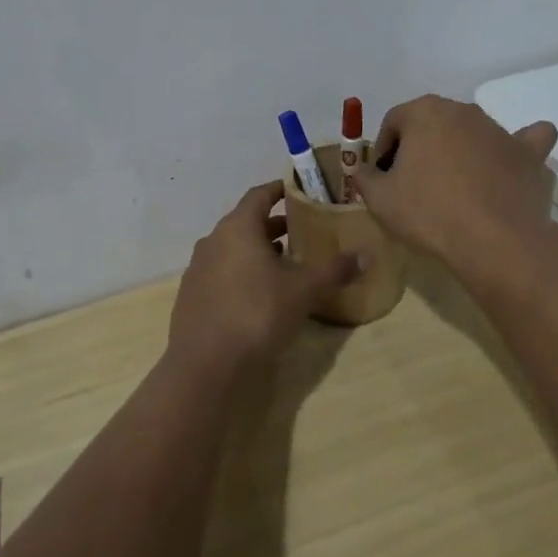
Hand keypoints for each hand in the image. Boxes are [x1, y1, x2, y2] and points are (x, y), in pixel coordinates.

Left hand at [167, 181, 358, 377]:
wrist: (206, 366)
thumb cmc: (257, 314)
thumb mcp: (303, 291)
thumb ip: (334, 270)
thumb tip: (366, 255)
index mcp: (238, 228)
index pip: (258, 195)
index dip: (278, 190)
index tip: (297, 191)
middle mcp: (213, 240)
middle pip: (245, 222)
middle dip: (272, 225)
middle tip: (300, 231)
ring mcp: (198, 269)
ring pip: (232, 248)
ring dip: (256, 251)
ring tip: (284, 264)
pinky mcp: (191, 296)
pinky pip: (221, 272)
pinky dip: (241, 272)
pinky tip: (258, 294)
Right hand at [350, 95, 557, 289]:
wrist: (494, 241)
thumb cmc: (429, 213)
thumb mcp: (379, 199)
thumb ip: (365, 177)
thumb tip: (364, 170)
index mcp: (424, 112)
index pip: (393, 122)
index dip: (384, 150)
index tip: (384, 178)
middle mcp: (462, 110)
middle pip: (432, 123)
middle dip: (420, 147)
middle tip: (414, 183)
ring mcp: (498, 129)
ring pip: (471, 132)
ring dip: (459, 151)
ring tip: (455, 188)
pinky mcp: (528, 153)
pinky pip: (524, 141)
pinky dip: (517, 147)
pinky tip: (511, 160)